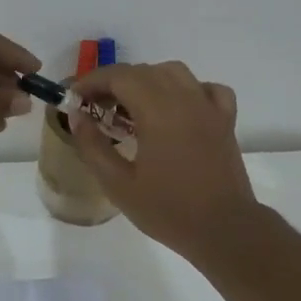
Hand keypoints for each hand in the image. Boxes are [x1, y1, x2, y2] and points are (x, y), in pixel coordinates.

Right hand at [72, 61, 260, 258]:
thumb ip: (93, 146)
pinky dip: (187, 89)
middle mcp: (184, 98)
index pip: (119, 76)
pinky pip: (206, 88)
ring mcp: (209, 107)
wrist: (223, 230)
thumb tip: (77, 116)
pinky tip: (178, 108)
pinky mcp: (226, 120)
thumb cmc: (168, 210)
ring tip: (132, 107)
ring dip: (147, 80)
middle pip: (144, 71)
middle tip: (96, 108)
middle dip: (114, 82)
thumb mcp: (118, 185)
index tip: (75, 98)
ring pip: (174, 72)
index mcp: (157, 111)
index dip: (92, 81)